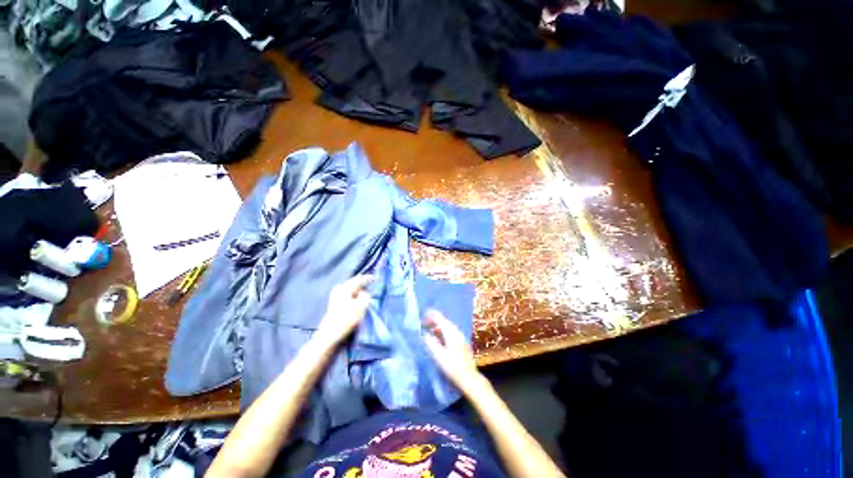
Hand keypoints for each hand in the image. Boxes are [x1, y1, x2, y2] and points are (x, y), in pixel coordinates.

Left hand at [315, 275, 372, 346]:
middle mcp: (339, 289)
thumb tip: (364, 292)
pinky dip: (354, 297)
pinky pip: (348, 295)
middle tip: (370, 286)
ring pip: (351, 290)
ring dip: (358, 292)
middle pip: (354, 284)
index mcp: (345, 287)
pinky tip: (358, 301)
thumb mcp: (361, 306)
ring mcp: (335, 296)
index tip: (374, 278)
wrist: (330, 334)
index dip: (367, 279)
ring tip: (366, 295)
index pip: (359, 280)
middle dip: (362, 285)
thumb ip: (365, 295)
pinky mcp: (335, 303)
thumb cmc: (347, 319)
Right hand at [423, 310, 482, 390]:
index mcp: (451, 333)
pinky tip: (439, 338)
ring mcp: (461, 337)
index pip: (440, 319)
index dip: (431, 315)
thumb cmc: (453, 367)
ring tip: (430, 331)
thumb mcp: (438, 356)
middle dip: (434, 321)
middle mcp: (457, 332)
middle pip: (444, 321)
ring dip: (439, 327)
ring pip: (448, 327)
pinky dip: (443, 332)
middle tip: (425, 324)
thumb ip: (431, 343)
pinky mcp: (462, 342)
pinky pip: (451, 332)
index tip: (423, 316)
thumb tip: (425, 334)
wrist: (469, 378)